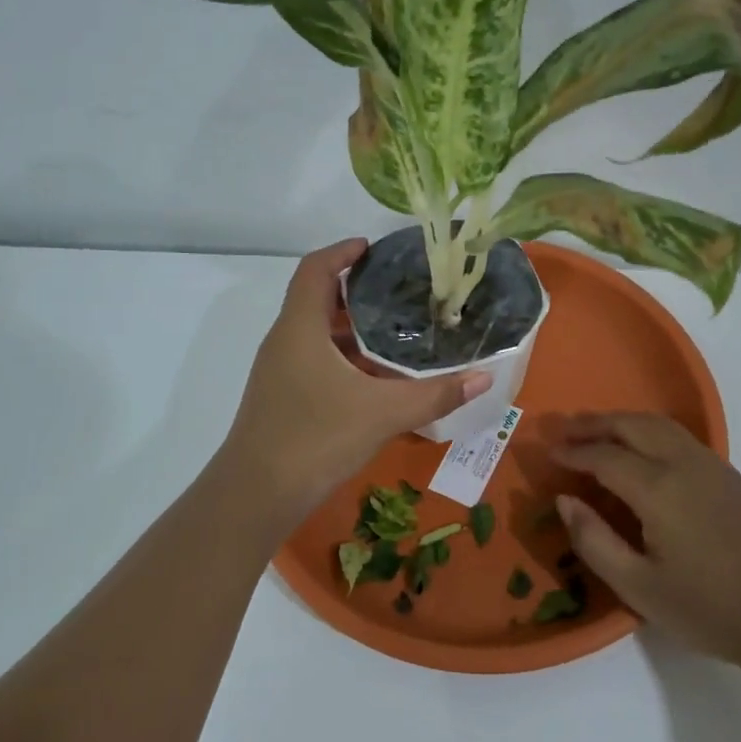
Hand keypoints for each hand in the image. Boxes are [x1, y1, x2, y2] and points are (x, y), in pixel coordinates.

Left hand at [224, 239, 490, 517]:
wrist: (257, 494)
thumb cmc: (316, 438)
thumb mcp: (383, 413)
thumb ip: (435, 395)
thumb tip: (483, 378)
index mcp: (301, 328)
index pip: (315, 269)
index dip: (342, 252)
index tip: (373, 248)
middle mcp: (284, 341)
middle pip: (317, 299)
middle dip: (357, 292)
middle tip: (400, 292)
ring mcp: (279, 371)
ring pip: (316, 335)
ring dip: (352, 330)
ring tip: (396, 332)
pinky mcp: (281, 397)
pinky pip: (314, 361)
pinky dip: (343, 359)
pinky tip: (375, 380)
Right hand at [550, 413, 740, 672]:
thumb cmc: (709, 608)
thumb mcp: (638, 587)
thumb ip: (594, 540)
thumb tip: (566, 500)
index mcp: (658, 488)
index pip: (605, 456)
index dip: (574, 452)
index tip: (549, 452)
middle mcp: (685, 464)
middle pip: (633, 425)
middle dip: (595, 423)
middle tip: (565, 429)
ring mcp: (713, 467)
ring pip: (660, 425)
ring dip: (624, 422)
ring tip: (598, 432)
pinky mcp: (732, 477)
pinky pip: (681, 439)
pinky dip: (650, 433)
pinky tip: (643, 454)